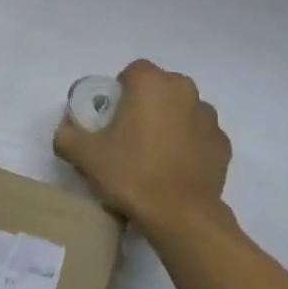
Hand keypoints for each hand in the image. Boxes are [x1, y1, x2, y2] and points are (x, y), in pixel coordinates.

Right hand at [53, 59, 230, 231]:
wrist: (181, 216)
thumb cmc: (132, 174)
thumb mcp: (87, 156)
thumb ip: (68, 136)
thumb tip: (65, 130)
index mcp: (152, 83)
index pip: (132, 72)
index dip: (120, 91)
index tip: (111, 119)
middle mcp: (184, 90)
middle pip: (160, 87)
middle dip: (146, 104)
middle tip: (129, 136)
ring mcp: (208, 116)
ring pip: (183, 109)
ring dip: (170, 122)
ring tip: (155, 155)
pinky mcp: (223, 143)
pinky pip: (200, 135)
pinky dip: (190, 144)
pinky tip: (177, 169)